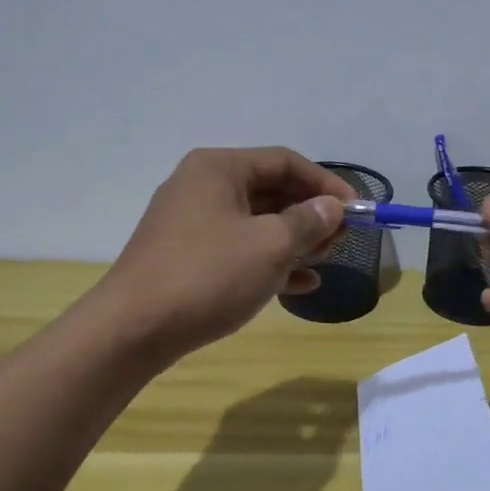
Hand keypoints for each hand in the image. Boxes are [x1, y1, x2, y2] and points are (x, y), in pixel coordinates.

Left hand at [99, 147, 355, 362]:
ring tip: (325, 261)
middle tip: (341, 239)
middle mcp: (202, 187)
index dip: (325, 184)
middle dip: (310, 214)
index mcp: (219, 169)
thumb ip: (307, 222)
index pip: (284, 161)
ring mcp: (192, 224)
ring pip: (256, 223)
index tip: (356, 211)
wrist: (133, 329)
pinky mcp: (187, 257)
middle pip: (270, 190)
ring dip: (294, 240)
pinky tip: (300, 285)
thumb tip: (331, 208)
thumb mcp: (269, 245)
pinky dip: (270, 262)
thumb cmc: (208, 275)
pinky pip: (239, 250)